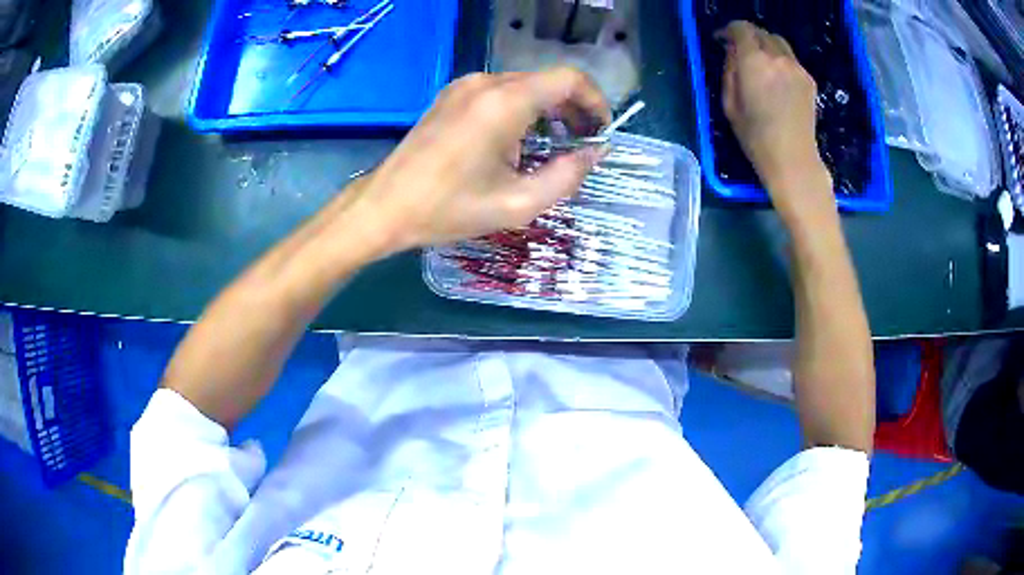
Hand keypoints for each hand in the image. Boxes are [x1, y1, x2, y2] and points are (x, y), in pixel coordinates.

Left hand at [349, 68, 610, 251]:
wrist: (384, 206)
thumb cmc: (448, 209)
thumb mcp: (518, 203)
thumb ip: (567, 176)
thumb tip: (595, 153)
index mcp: (505, 102)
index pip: (569, 79)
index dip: (595, 101)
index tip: (601, 132)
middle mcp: (486, 83)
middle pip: (548, 81)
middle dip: (574, 110)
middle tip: (583, 146)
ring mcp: (464, 86)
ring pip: (525, 86)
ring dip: (548, 112)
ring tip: (554, 148)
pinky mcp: (451, 96)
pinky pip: (499, 93)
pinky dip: (521, 111)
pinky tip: (517, 143)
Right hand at [719, 21, 832, 213]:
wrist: (794, 160)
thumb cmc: (756, 138)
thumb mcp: (729, 104)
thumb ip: (729, 70)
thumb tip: (732, 52)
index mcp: (754, 62)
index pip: (741, 29)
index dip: (729, 30)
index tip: (721, 40)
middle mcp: (777, 58)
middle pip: (761, 32)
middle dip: (747, 37)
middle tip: (739, 52)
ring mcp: (797, 68)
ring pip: (778, 43)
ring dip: (765, 46)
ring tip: (759, 64)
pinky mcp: (809, 79)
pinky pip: (790, 59)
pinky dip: (780, 60)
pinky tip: (776, 79)